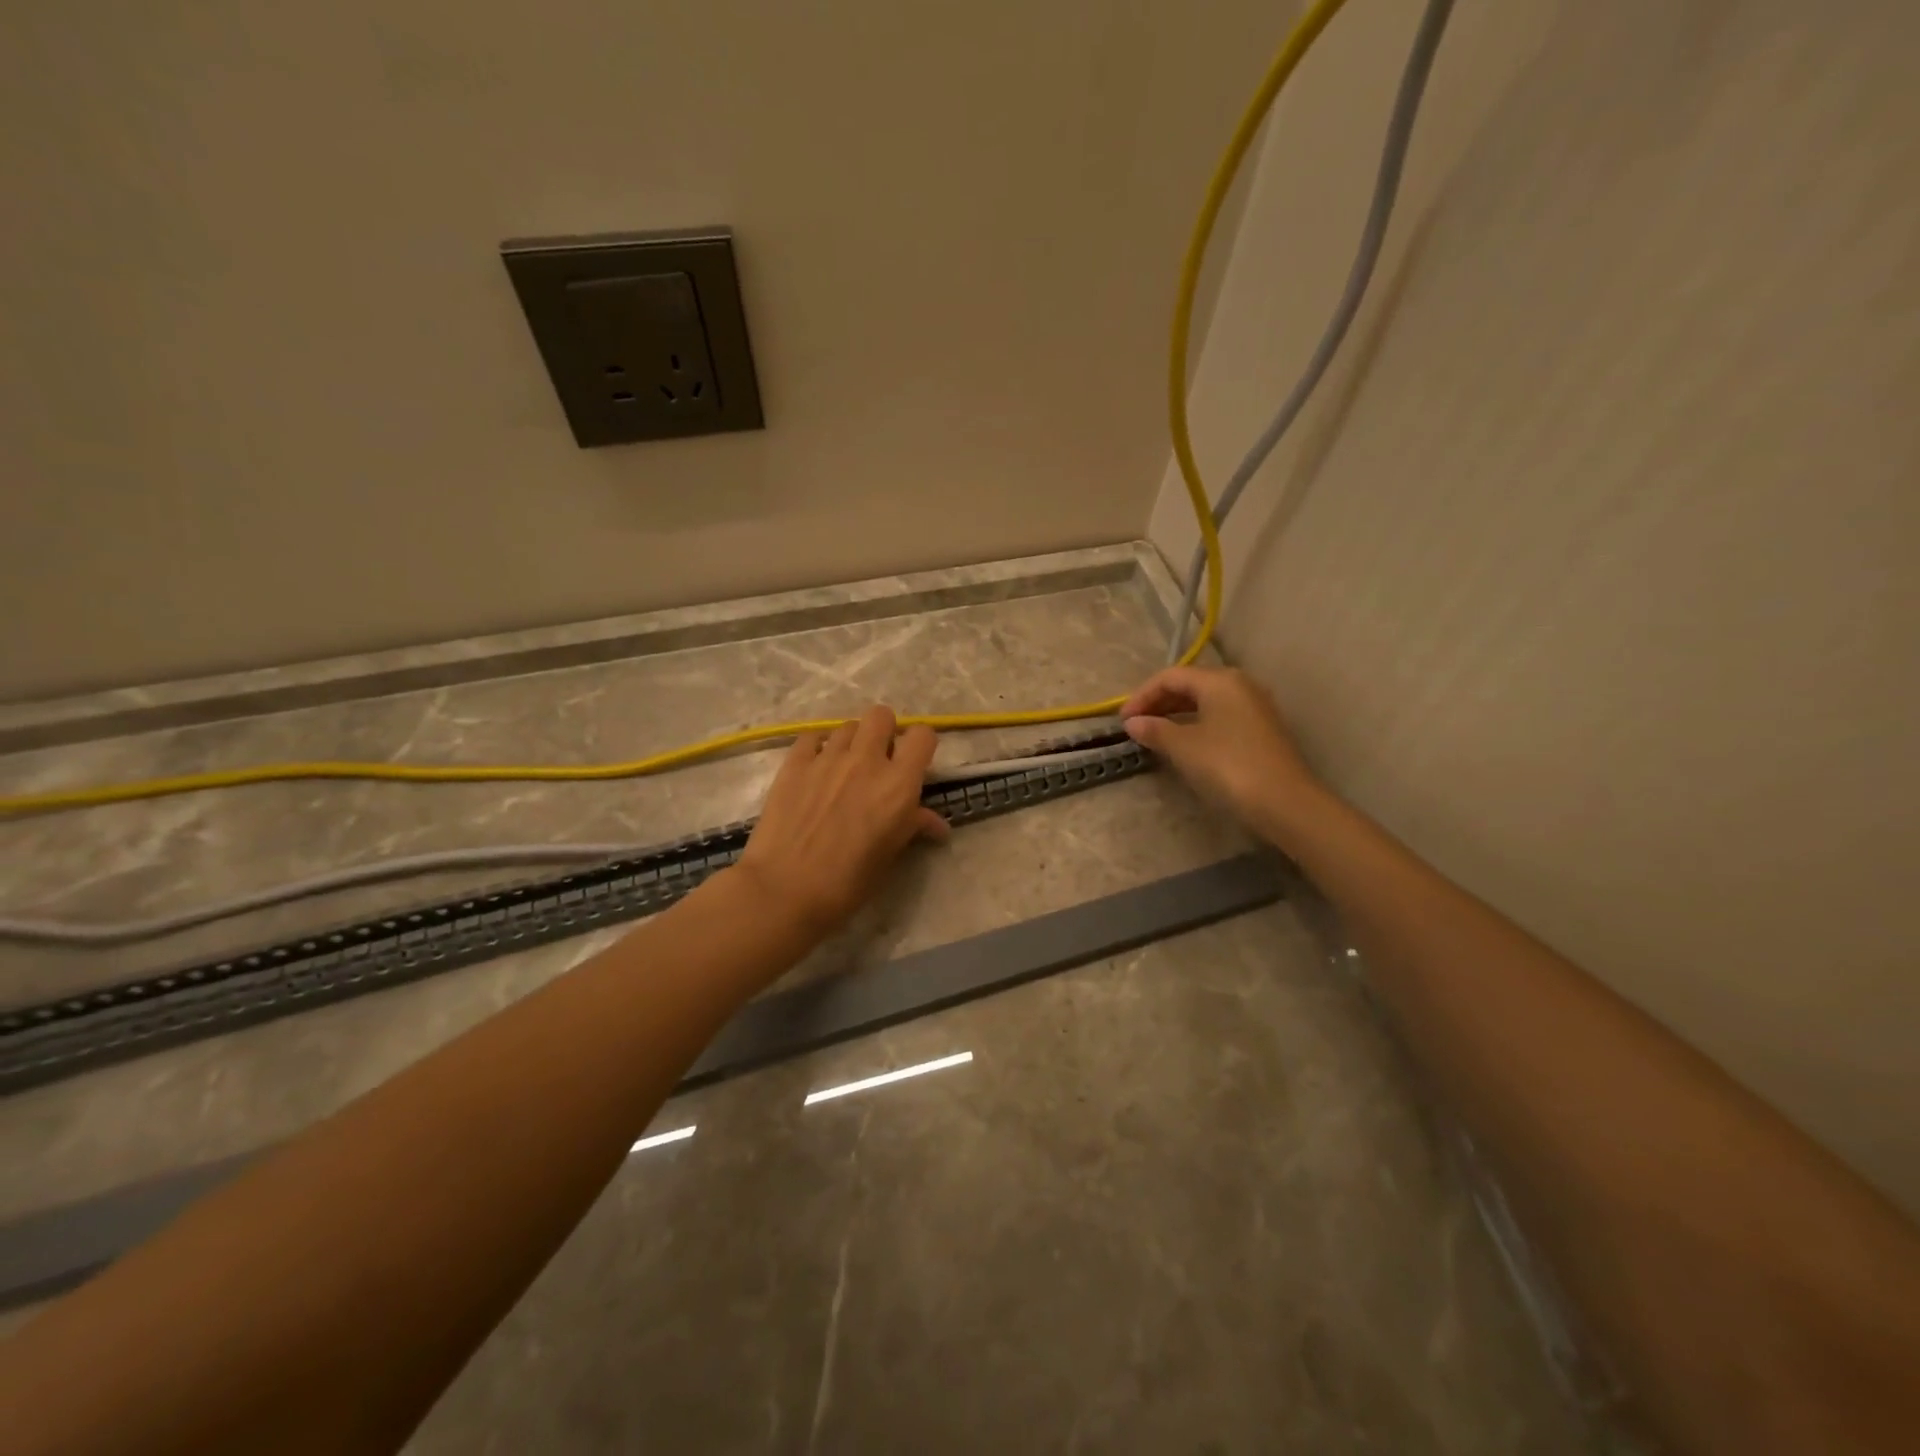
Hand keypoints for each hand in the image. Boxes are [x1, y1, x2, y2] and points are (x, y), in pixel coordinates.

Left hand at [735, 705, 950, 941]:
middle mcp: (866, 761)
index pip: (923, 736)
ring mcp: (827, 758)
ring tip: (843, 769)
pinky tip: (814, 771)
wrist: (785, 889)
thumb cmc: (848, 882)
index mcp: (898, 784)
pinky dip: (817, 748)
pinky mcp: (794, 763)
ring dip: (852, 742)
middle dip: (884, 732)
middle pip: (882, 715)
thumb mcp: (890, 857)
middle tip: (877, 760)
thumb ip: (913, 827)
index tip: (913, 764)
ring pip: (847, 726)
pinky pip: (811, 737)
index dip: (920, 746)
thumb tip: (937, 824)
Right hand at [1120, 666, 1321, 836]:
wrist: (1284, 801)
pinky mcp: (1261, 729)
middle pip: (1189, 684)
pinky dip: (1195, 723)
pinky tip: (1184, 743)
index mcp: (1219, 680)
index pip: (1170, 676)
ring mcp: (1254, 707)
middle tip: (1135, 726)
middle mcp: (1239, 685)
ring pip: (1205, 701)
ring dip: (1176, 714)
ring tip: (1154, 734)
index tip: (1122, 721)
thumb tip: (1132, 723)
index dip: (1141, 695)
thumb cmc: (1228, 765)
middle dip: (1158, 702)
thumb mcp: (1184, 747)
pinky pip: (1219, 716)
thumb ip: (1155, 730)